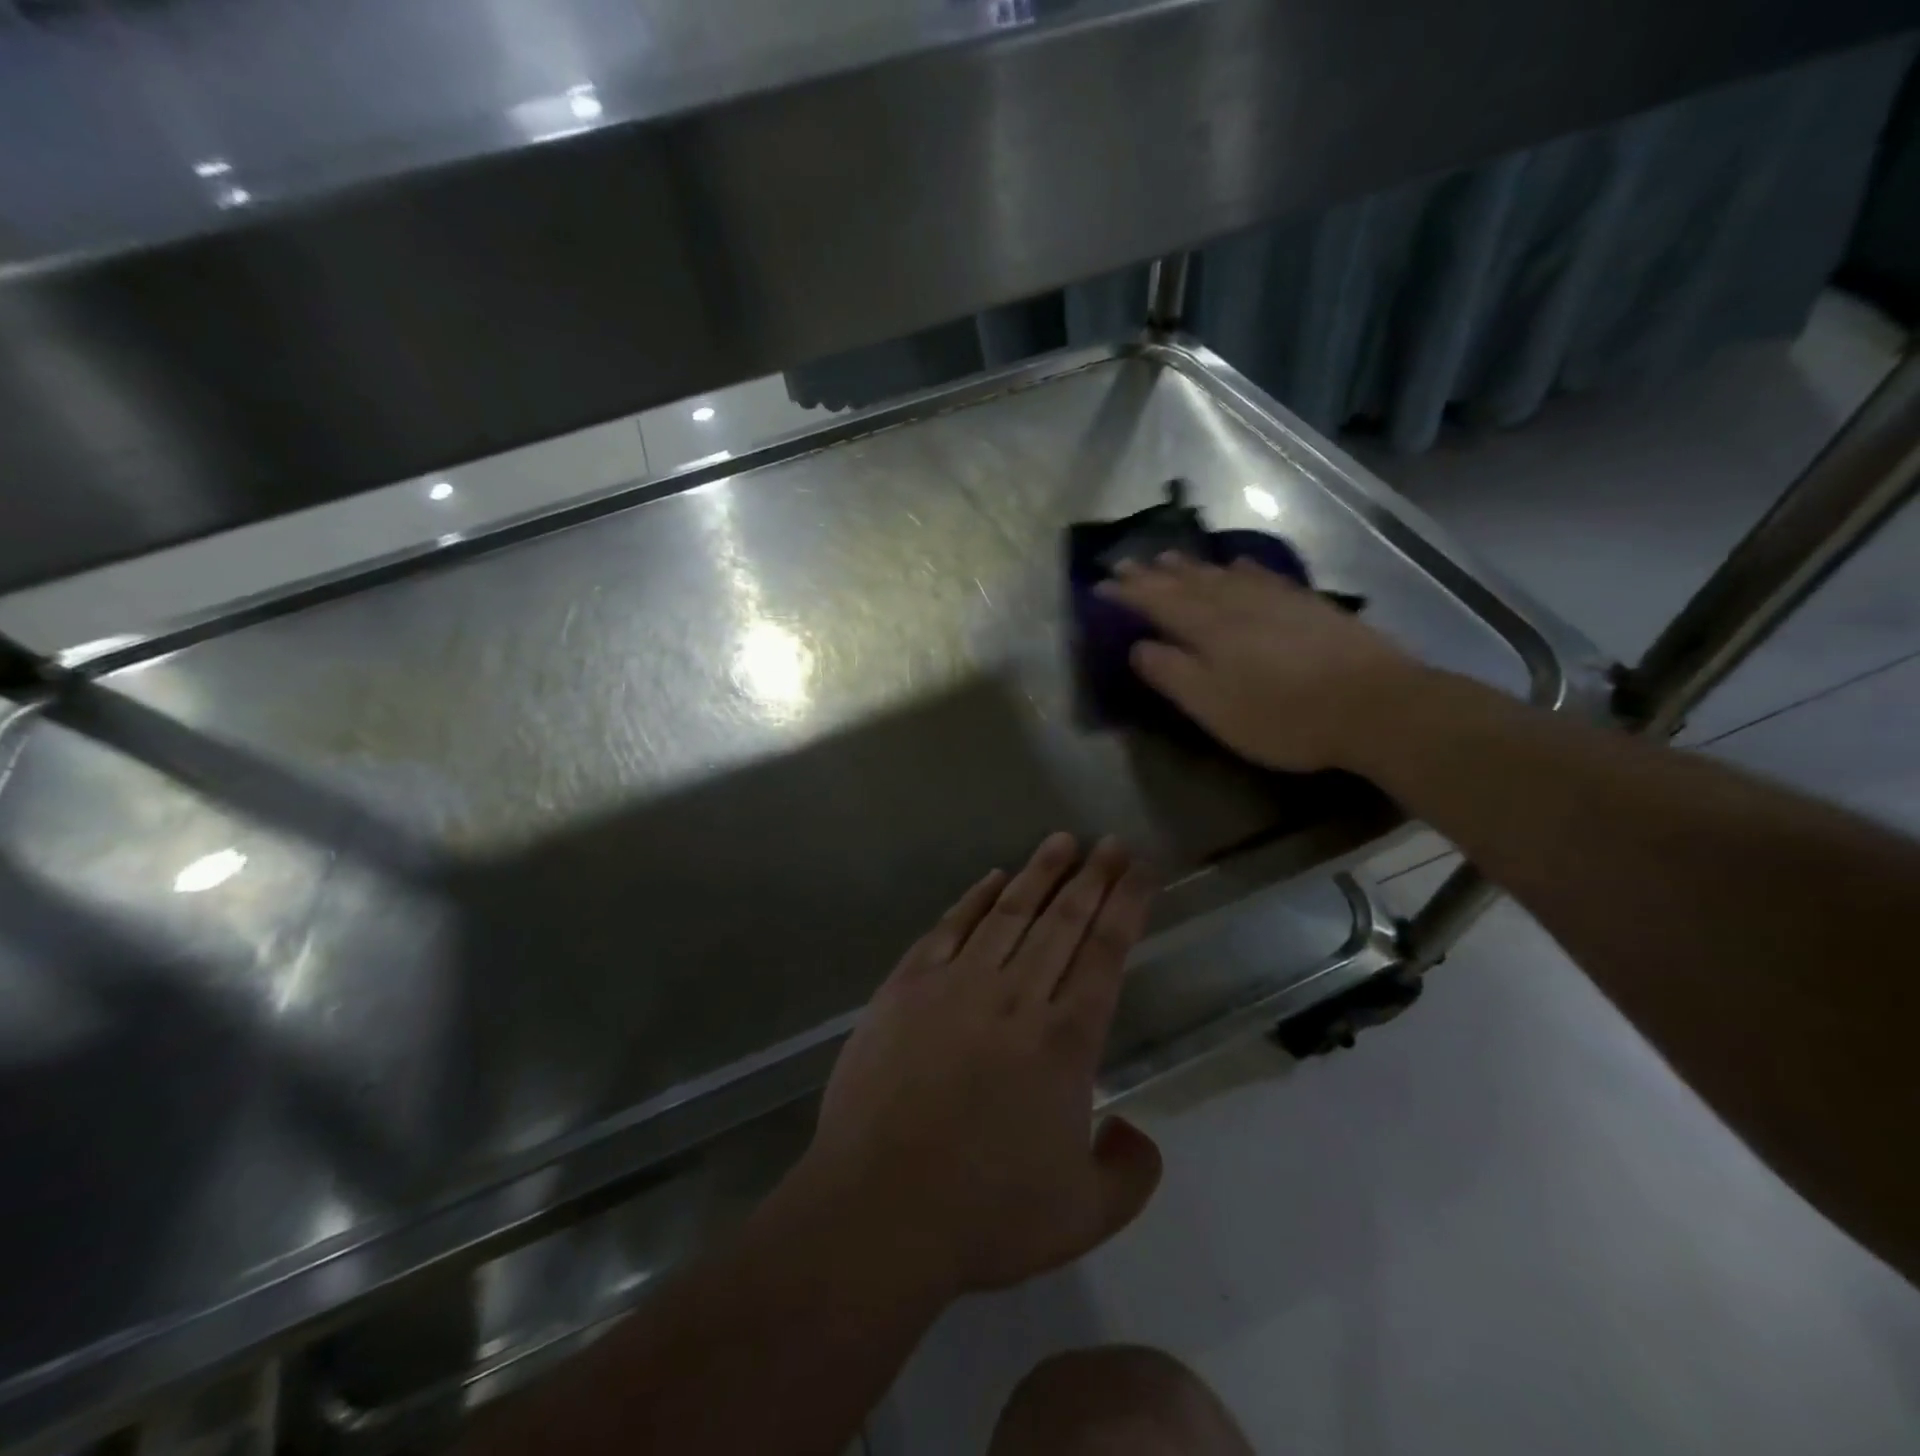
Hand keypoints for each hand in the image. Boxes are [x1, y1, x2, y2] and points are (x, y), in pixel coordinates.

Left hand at [802, 834, 1160, 1295]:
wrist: (879, 1207)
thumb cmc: (985, 1214)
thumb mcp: (1083, 1216)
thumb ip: (1128, 1174)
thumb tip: (1137, 1134)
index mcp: (1065, 1040)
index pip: (1106, 952)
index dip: (1128, 905)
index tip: (1141, 869)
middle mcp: (1016, 996)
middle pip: (1064, 921)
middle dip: (1093, 877)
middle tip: (1111, 842)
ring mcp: (957, 984)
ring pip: (1009, 912)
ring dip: (1040, 873)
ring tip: (1061, 841)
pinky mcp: (907, 986)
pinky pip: (949, 928)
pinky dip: (974, 899)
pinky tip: (992, 879)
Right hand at [1096, 553, 1418, 771]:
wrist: (1373, 704)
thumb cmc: (1281, 714)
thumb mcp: (1213, 706)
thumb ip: (1171, 673)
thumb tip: (1138, 646)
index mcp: (1207, 628)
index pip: (1156, 602)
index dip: (1126, 593)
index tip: (1099, 584)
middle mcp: (1235, 603)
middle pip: (1186, 582)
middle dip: (1152, 573)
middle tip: (1126, 561)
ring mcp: (1274, 599)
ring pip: (1222, 575)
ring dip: (1191, 566)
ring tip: (1169, 556)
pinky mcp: (1307, 605)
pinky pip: (1263, 576)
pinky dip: (1242, 568)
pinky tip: (1239, 564)